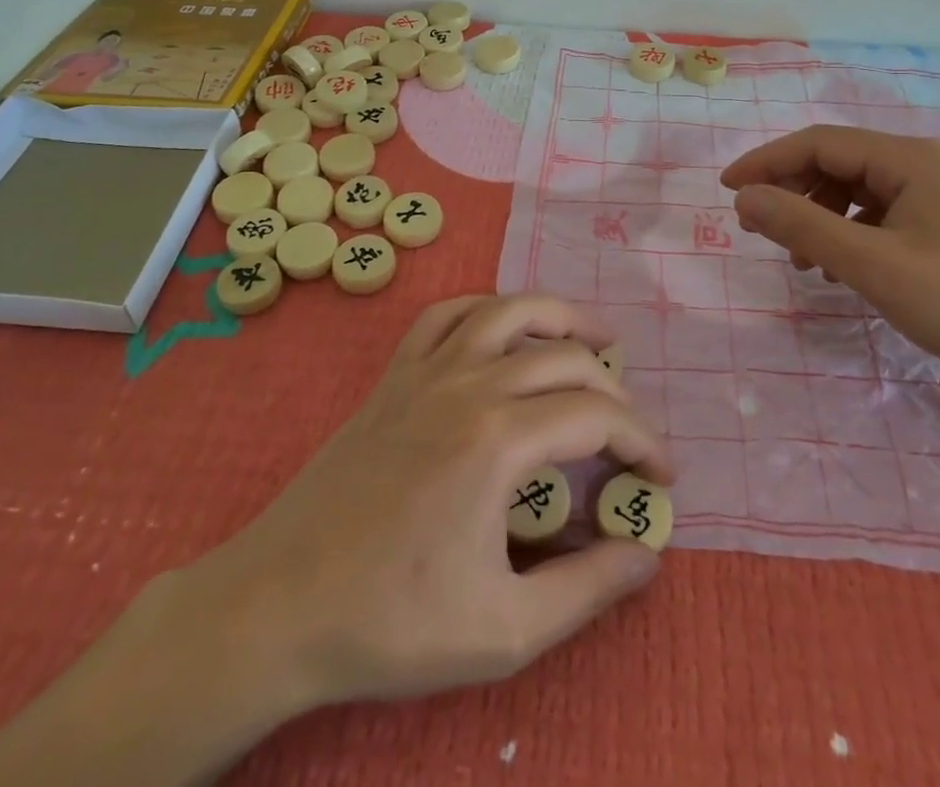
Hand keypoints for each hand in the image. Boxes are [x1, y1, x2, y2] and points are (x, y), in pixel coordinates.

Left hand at [178, 292, 673, 713]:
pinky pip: (447, 315)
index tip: (662, 476)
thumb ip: (587, 589)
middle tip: (631, 428)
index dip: (642, 440)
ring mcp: (427, 371)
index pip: (597, 416)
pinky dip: (488, 309)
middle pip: (565, 357)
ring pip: (508, 311)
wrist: (277, 606)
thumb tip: (647, 555)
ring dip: (560, 317)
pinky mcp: (395, 375)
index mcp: (499, 440)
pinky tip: (504, 328)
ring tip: (594, 337)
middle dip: (613, 386)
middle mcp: (470, 385)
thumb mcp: (504, 630)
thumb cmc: (390, 623)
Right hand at [721, 127, 939, 391]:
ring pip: (858, 191)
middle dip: (792, 192)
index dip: (767, 162)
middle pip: (838, 163)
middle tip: (758, 229)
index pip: (819, 143)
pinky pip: (883, 214)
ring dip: (820, 217)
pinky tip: (844, 269)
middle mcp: (925, 164)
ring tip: (801, 261)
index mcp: (910, 159)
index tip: (728, 191)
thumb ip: (804, 227)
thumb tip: (745, 198)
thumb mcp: (874, 267)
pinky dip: (851, 234)